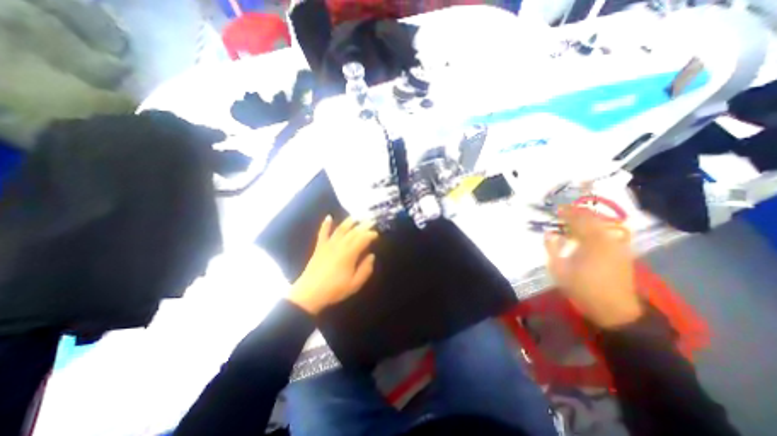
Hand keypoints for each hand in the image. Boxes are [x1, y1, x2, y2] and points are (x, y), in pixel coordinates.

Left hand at [289, 217, 379, 312]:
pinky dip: (325, 224)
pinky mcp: (319, 247)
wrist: (309, 294)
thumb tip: (372, 256)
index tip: (377, 234)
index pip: (363, 239)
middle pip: (353, 232)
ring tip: (356, 216)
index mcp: (349, 254)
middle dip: (363, 225)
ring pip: (340, 229)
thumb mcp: (355, 284)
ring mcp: (328, 245)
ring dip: (349, 222)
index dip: (371, 235)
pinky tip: (328, 217)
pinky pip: (323, 233)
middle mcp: (340, 245)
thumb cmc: (335, 290)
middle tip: (371, 221)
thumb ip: (365, 269)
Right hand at [542, 206, 639, 326]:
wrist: (614, 309)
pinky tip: (589, 232)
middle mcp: (608, 240)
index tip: (557, 209)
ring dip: (588, 220)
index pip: (578, 221)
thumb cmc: (582, 288)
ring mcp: (618, 246)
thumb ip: (552, 248)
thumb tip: (549, 233)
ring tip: (575, 220)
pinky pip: (608, 234)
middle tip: (565, 212)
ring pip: (602, 226)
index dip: (567, 213)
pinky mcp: (623, 253)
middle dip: (578, 214)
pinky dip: (597, 229)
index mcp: (591, 243)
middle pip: (593, 220)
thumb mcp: (559, 269)